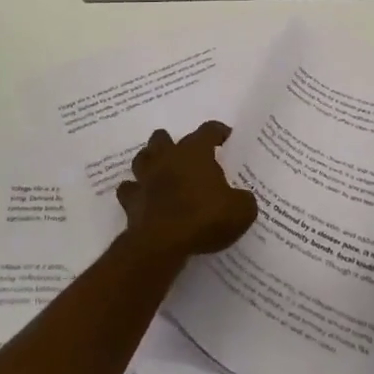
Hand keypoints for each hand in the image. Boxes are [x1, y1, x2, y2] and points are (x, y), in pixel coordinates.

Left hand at [116, 122, 258, 261]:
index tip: (226, 138)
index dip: (218, 132)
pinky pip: (129, 189)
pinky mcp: (131, 200)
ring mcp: (145, 177)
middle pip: (163, 138)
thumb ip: (243, 200)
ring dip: (150, 162)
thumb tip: (242, 198)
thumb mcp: (240, 211)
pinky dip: (135, 191)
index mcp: (195, 152)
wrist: (162, 242)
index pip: (208, 131)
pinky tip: (143, 197)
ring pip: (142, 158)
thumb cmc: (204, 218)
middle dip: (172, 142)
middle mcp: (167, 158)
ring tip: (160, 171)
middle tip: (185, 155)